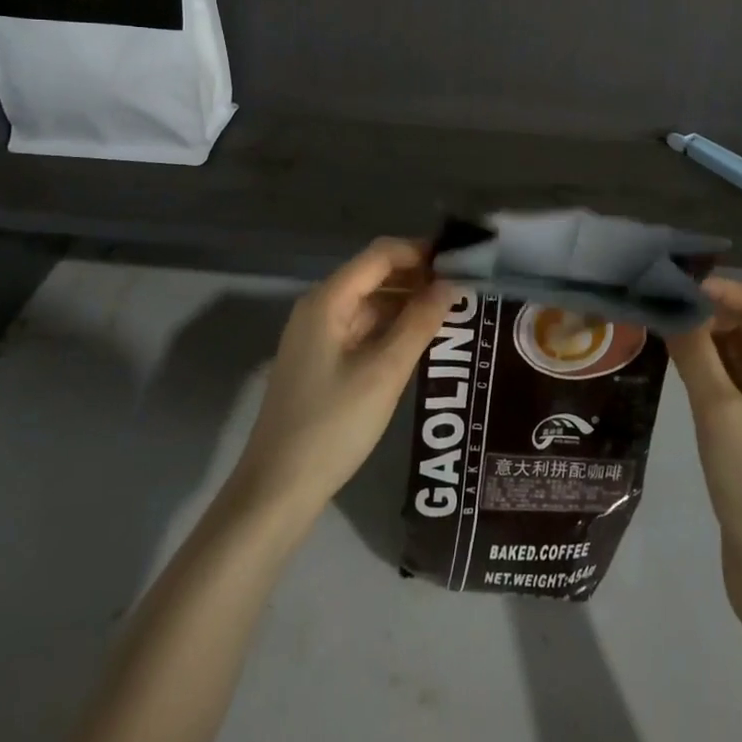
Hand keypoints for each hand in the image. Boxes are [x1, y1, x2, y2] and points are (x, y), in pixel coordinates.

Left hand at [230, 239, 452, 519]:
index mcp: (328, 300)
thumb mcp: (384, 372)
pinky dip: (392, 327)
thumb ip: (420, 323)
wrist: (277, 490)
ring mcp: (319, 335)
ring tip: (451, 314)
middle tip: (463, 290)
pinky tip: (421, 341)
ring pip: (371, 303)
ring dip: (408, 303)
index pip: (380, 254)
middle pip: (374, 275)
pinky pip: (363, 328)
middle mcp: (320, 307)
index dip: (420, 251)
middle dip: (418, 277)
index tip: (460, 262)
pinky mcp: (322, 361)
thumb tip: (451, 284)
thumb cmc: (333, 425)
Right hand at [667, 277, 741, 618]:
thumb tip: (676, 307)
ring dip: (703, 344)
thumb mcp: (721, 413)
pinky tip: (673, 371)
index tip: (675, 285)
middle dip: (707, 314)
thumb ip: (697, 356)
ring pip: (736, 362)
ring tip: (658, 332)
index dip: (721, 289)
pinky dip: (704, 374)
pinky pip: (729, 390)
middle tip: (657, 307)